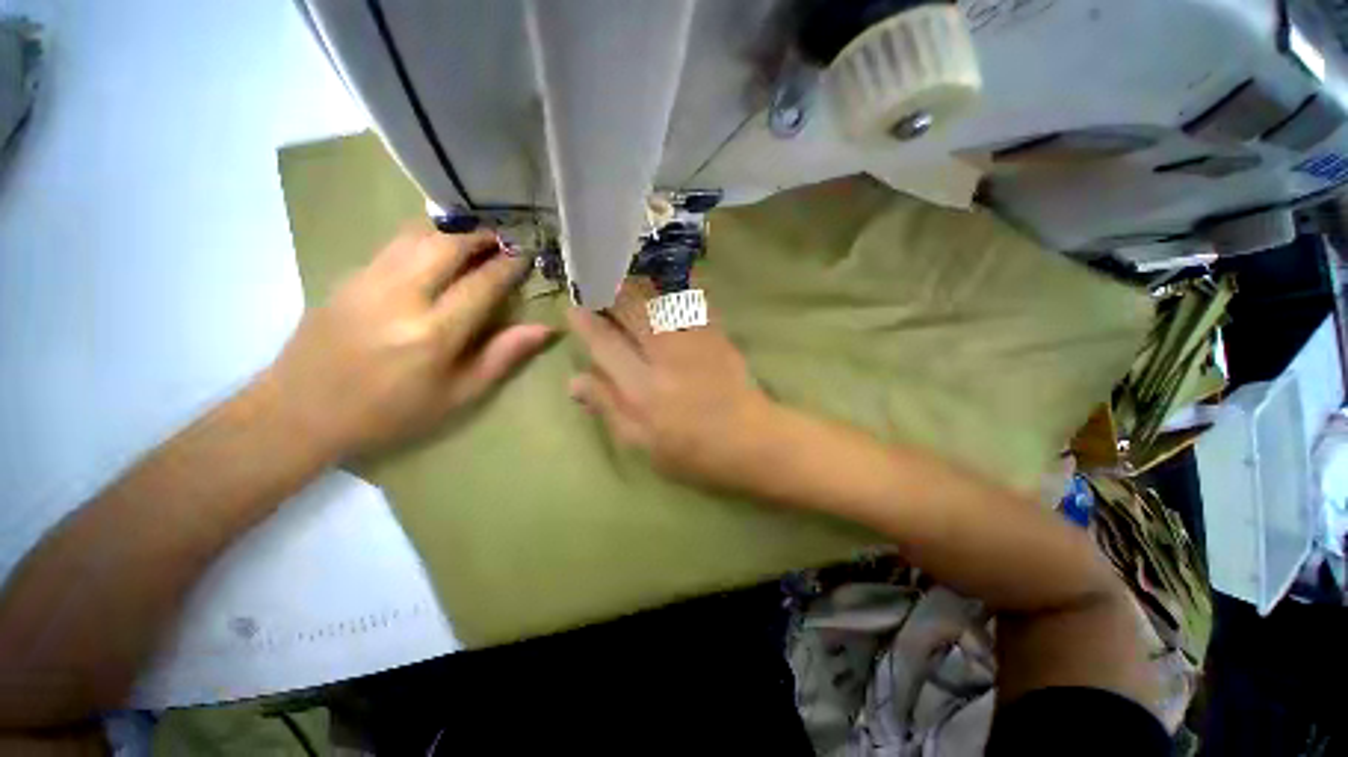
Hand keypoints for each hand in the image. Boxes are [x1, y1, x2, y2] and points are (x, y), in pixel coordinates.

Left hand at [268, 226, 550, 458]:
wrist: (300, 411)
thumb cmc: (391, 413)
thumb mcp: (458, 395)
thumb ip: (502, 356)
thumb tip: (544, 329)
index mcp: (433, 334)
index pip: (482, 284)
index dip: (508, 266)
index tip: (525, 256)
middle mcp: (401, 298)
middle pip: (447, 245)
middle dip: (480, 237)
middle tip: (502, 241)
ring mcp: (368, 281)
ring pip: (417, 235)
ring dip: (451, 230)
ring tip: (473, 239)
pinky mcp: (348, 277)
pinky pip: (393, 243)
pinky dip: (423, 236)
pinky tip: (434, 248)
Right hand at [567, 279, 778, 492]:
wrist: (751, 442)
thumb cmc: (692, 452)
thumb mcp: (642, 444)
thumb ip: (608, 408)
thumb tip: (574, 381)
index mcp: (642, 389)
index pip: (605, 345)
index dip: (586, 323)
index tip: (573, 308)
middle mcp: (665, 357)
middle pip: (632, 312)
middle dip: (610, 291)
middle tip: (595, 280)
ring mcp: (694, 342)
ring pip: (659, 300)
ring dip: (637, 283)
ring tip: (622, 274)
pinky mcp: (717, 336)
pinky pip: (694, 301)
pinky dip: (678, 285)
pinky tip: (668, 275)